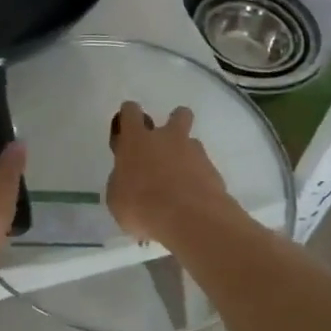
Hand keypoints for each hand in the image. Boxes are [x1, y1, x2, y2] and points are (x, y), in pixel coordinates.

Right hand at [105, 101, 242, 244]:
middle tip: (166, 145)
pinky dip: (198, 180)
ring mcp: (194, 152)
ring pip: (193, 143)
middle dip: (175, 122)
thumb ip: (122, 181)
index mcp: (137, 140)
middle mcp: (167, 138)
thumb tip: (128, 178)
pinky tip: (192, 200)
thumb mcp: (117, 198)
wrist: (189, 219)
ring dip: (186, 156)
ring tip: (180, 182)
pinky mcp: (213, 170)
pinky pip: (203, 169)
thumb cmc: (142, 206)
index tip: (126, 130)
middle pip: (178, 115)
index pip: (130, 112)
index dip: (128, 116)